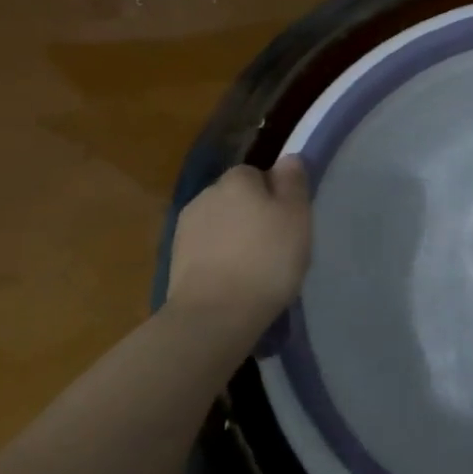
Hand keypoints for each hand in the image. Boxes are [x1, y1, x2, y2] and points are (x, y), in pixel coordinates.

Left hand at [165, 157, 311, 327]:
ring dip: (234, 237)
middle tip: (275, 244)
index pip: (258, 174)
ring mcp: (185, 228)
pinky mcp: (175, 260)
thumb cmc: (267, 259)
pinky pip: (206, 250)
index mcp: (237, 179)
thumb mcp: (297, 216)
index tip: (288, 221)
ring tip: (255, 267)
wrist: (214, 315)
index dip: (275, 195)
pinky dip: (219, 259)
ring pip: (220, 224)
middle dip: (252, 214)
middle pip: (237, 197)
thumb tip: (287, 158)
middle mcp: (206, 194)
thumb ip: (293, 182)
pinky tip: (234, 281)